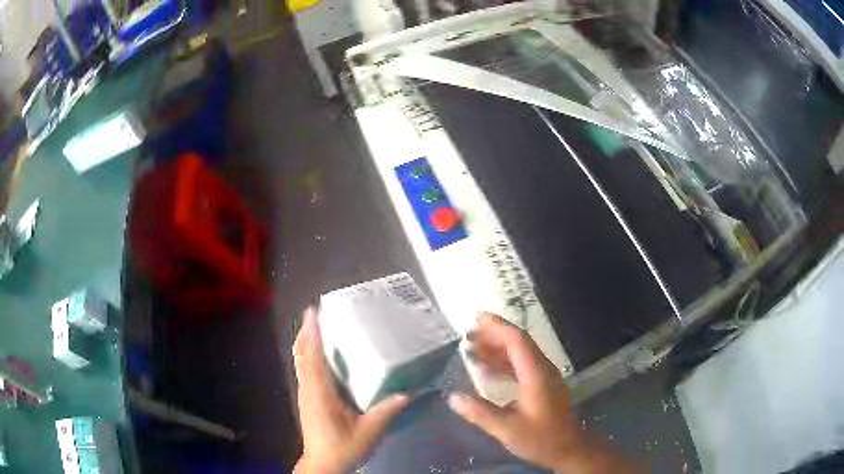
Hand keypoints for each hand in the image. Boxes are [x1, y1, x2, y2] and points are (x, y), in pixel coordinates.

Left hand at [293, 308, 409, 473]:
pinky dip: (308, 357)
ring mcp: (305, 395)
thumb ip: (387, 411)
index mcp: (320, 393)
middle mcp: (308, 389)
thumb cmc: (343, 448)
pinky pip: (304, 371)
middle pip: (301, 354)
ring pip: (300, 362)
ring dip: (305, 343)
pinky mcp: (307, 401)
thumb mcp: (369, 431)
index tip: (312, 312)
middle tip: (315, 314)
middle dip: (305, 332)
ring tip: (317, 329)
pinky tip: (320, 357)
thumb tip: (407, 393)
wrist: (323, 466)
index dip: (311, 333)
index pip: (312, 357)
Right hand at [449, 312, 641, 472]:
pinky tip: (487, 373)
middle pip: (518, 343)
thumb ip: (480, 412)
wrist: (568, 449)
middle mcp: (542, 369)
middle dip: (493, 335)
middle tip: (467, 334)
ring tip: (472, 350)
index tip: (476, 317)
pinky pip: (521, 367)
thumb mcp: (507, 429)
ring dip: (496, 350)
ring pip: (519, 354)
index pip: (517, 340)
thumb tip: (453, 397)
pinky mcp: (542, 385)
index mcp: (535, 373)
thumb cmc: (540, 439)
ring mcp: (544, 376)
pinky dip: (503, 365)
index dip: (497, 326)